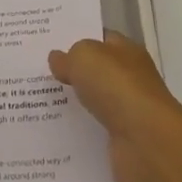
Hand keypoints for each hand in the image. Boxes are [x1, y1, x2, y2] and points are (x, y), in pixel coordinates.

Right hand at [49, 33, 181, 181]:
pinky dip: (77, 134)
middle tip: (36, 75)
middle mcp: (130, 80)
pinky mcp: (121, 142)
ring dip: (71, 106)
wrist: (146, 142)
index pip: (101, 40)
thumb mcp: (85, 57)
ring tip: (36, 105)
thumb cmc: (117, 87)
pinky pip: (92, 133)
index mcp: (127, 52)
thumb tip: (58, 59)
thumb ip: (69, 56)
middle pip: (95, 73)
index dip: (77, 39)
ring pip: (92, 104)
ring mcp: (127, 113)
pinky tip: (53, 133)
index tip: (48, 44)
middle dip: (70, 74)